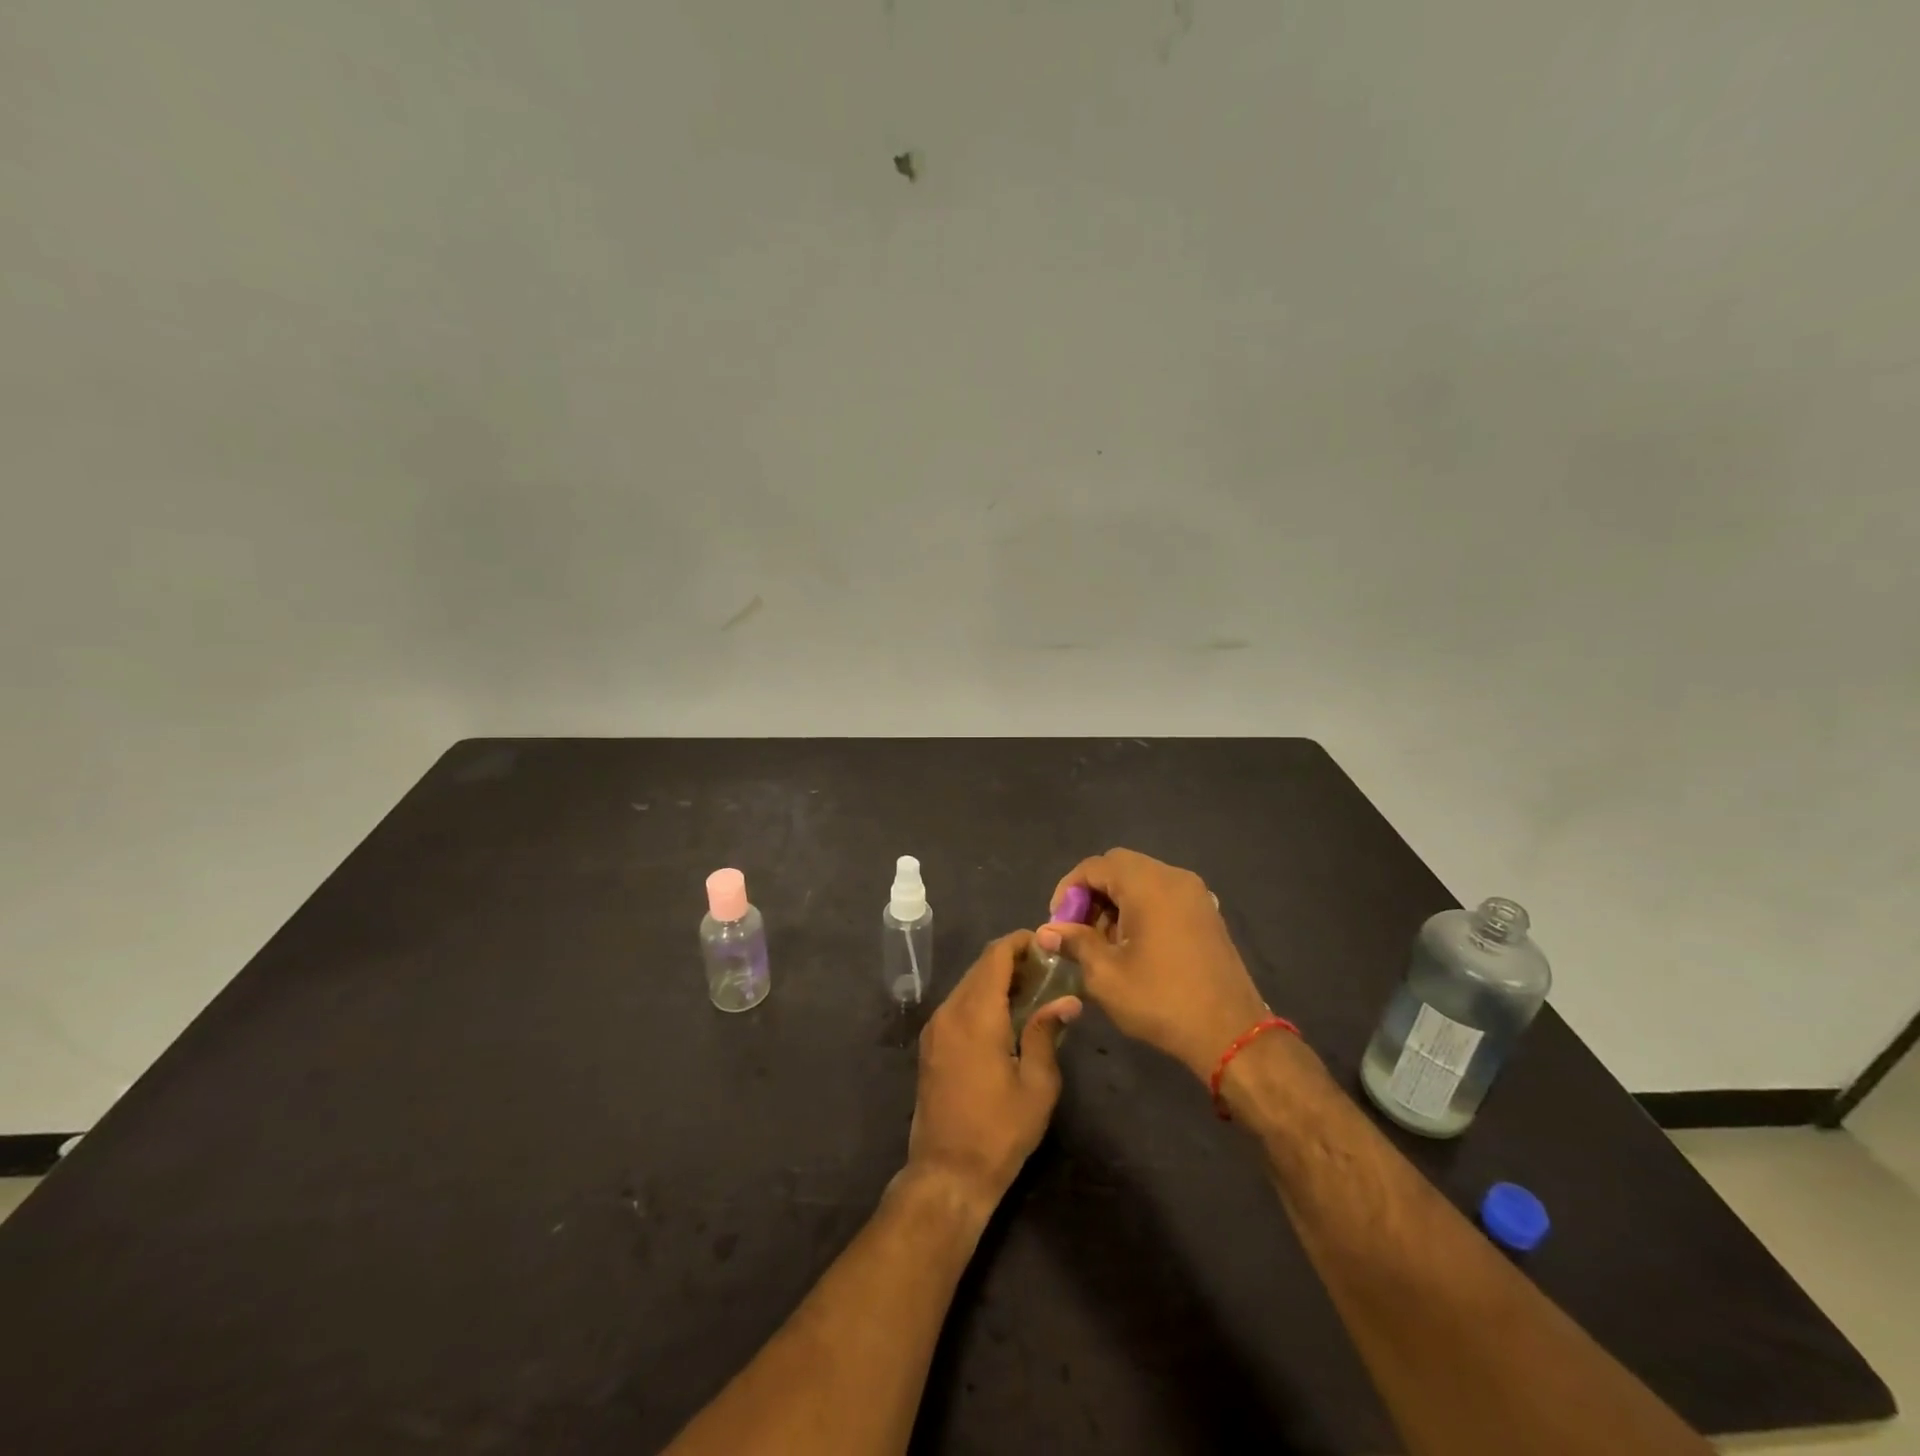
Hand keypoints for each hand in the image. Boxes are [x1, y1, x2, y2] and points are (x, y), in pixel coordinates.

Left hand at [904, 931, 1080, 1221]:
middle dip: (1012, 960)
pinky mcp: (931, 1045)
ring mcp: (936, 1028)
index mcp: (976, 1014)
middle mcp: (950, 1011)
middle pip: (981, 967)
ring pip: (968, 985)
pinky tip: (1006, 1016)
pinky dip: (982, 998)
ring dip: (997, 979)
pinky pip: (958, 1005)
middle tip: (1047, 969)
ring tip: (1033, 991)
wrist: (947, 1173)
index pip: (995, 956)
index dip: (1021, 942)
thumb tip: (1067, 1000)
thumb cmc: (999, 1130)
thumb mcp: (1036, 1084)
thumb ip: (1046, 1033)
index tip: (1048, 944)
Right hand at [1039, 848, 1268, 1081]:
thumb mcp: (1106, 974)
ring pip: (1141, 880)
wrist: (1230, 1033)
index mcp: (1148, 884)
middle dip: (1091, 894)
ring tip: (1102, 943)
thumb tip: (1047, 932)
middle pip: (1119, 867)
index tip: (1058, 924)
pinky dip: (1140, 908)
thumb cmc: (1161, 1000)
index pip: (1095, 866)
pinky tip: (1133, 945)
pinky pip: (1163, 895)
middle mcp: (1174, 878)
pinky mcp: (1206, 913)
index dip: (1068, 890)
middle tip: (1077, 930)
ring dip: (1115, 902)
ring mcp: (1195, 894)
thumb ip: (1075, 942)